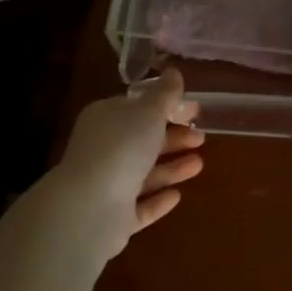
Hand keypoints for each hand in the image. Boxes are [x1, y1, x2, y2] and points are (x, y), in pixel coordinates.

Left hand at [57, 68, 204, 258]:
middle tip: (202, 137)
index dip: (167, 106)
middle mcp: (103, 149)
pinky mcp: (112, 218)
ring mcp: (106, 184)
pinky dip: (157, 199)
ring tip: (199, 164)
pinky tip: (178, 196)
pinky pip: (139, 205)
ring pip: (144, 172)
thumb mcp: (149, 111)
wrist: (89, 208)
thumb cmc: (122, 147)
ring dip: (172, 167)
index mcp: (106, 118)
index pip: (138, 107)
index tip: (194, 110)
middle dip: (174, 137)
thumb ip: (165, 94)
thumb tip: (174, 72)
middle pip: (143, 140)